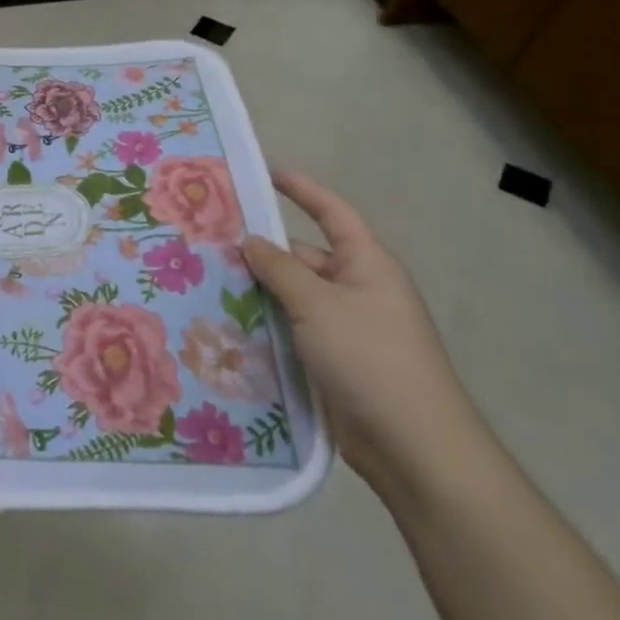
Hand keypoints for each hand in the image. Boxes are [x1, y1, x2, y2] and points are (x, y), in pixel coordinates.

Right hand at [241, 171, 489, 499]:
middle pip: (304, 258)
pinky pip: (293, 331)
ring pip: (293, 297)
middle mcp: (358, 289)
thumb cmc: (370, 358)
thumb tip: (251, 241)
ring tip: (206, 285)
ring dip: (258, 293)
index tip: (265, 173)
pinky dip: (266, 326)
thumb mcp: (318, 304)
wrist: (413, 446)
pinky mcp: (334, 362)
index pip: (332, 212)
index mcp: (366, 264)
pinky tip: (228, 328)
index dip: (301, 190)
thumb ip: (280, 268)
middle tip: (209, 245)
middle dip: (262, 252)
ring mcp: (346, 328)